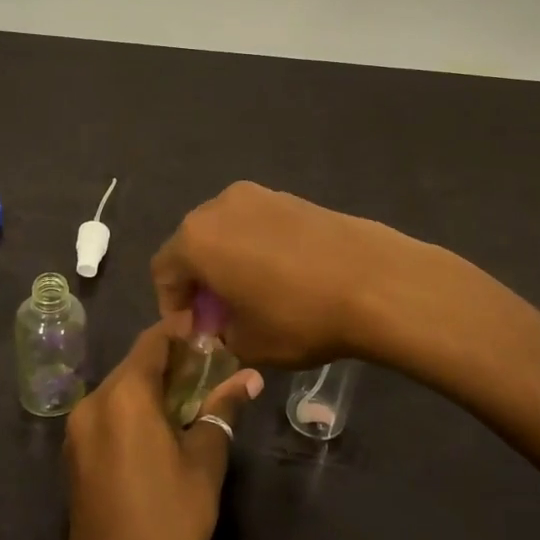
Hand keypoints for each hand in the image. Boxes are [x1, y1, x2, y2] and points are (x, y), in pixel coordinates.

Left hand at [62, 324, 263, 539]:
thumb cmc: (170, 520)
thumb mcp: (205, 461)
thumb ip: (222, 409)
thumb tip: (250, 378)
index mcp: (124, 395)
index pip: (153, 342)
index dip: (181, 332)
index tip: (209, 329)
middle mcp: (93, 402)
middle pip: (134, 365)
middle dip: (170, 362)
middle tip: (209, 366)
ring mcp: (77, 430)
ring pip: (120, 390)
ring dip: (152, 387)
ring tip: (191, 397)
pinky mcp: (74, 455)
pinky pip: (107, 415)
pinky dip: (133, 411)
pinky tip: (160, 429)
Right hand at [150, 182, 428, 367]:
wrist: (375, 281)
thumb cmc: (298, 316)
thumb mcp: (247, 344)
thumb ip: (217, 335)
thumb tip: (219, 326)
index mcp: (196, 238)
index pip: (164, 271)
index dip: (172, 306)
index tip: (194, 334)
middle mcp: (219, 206)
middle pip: (192, 245)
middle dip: (199, 282)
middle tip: (219, 317)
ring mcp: (258, 195)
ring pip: (225, 232)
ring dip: (227, 263)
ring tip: (251, 296)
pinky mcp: (291, 197)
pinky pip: (256, 225)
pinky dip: (254, 248)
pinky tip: (280, 277)